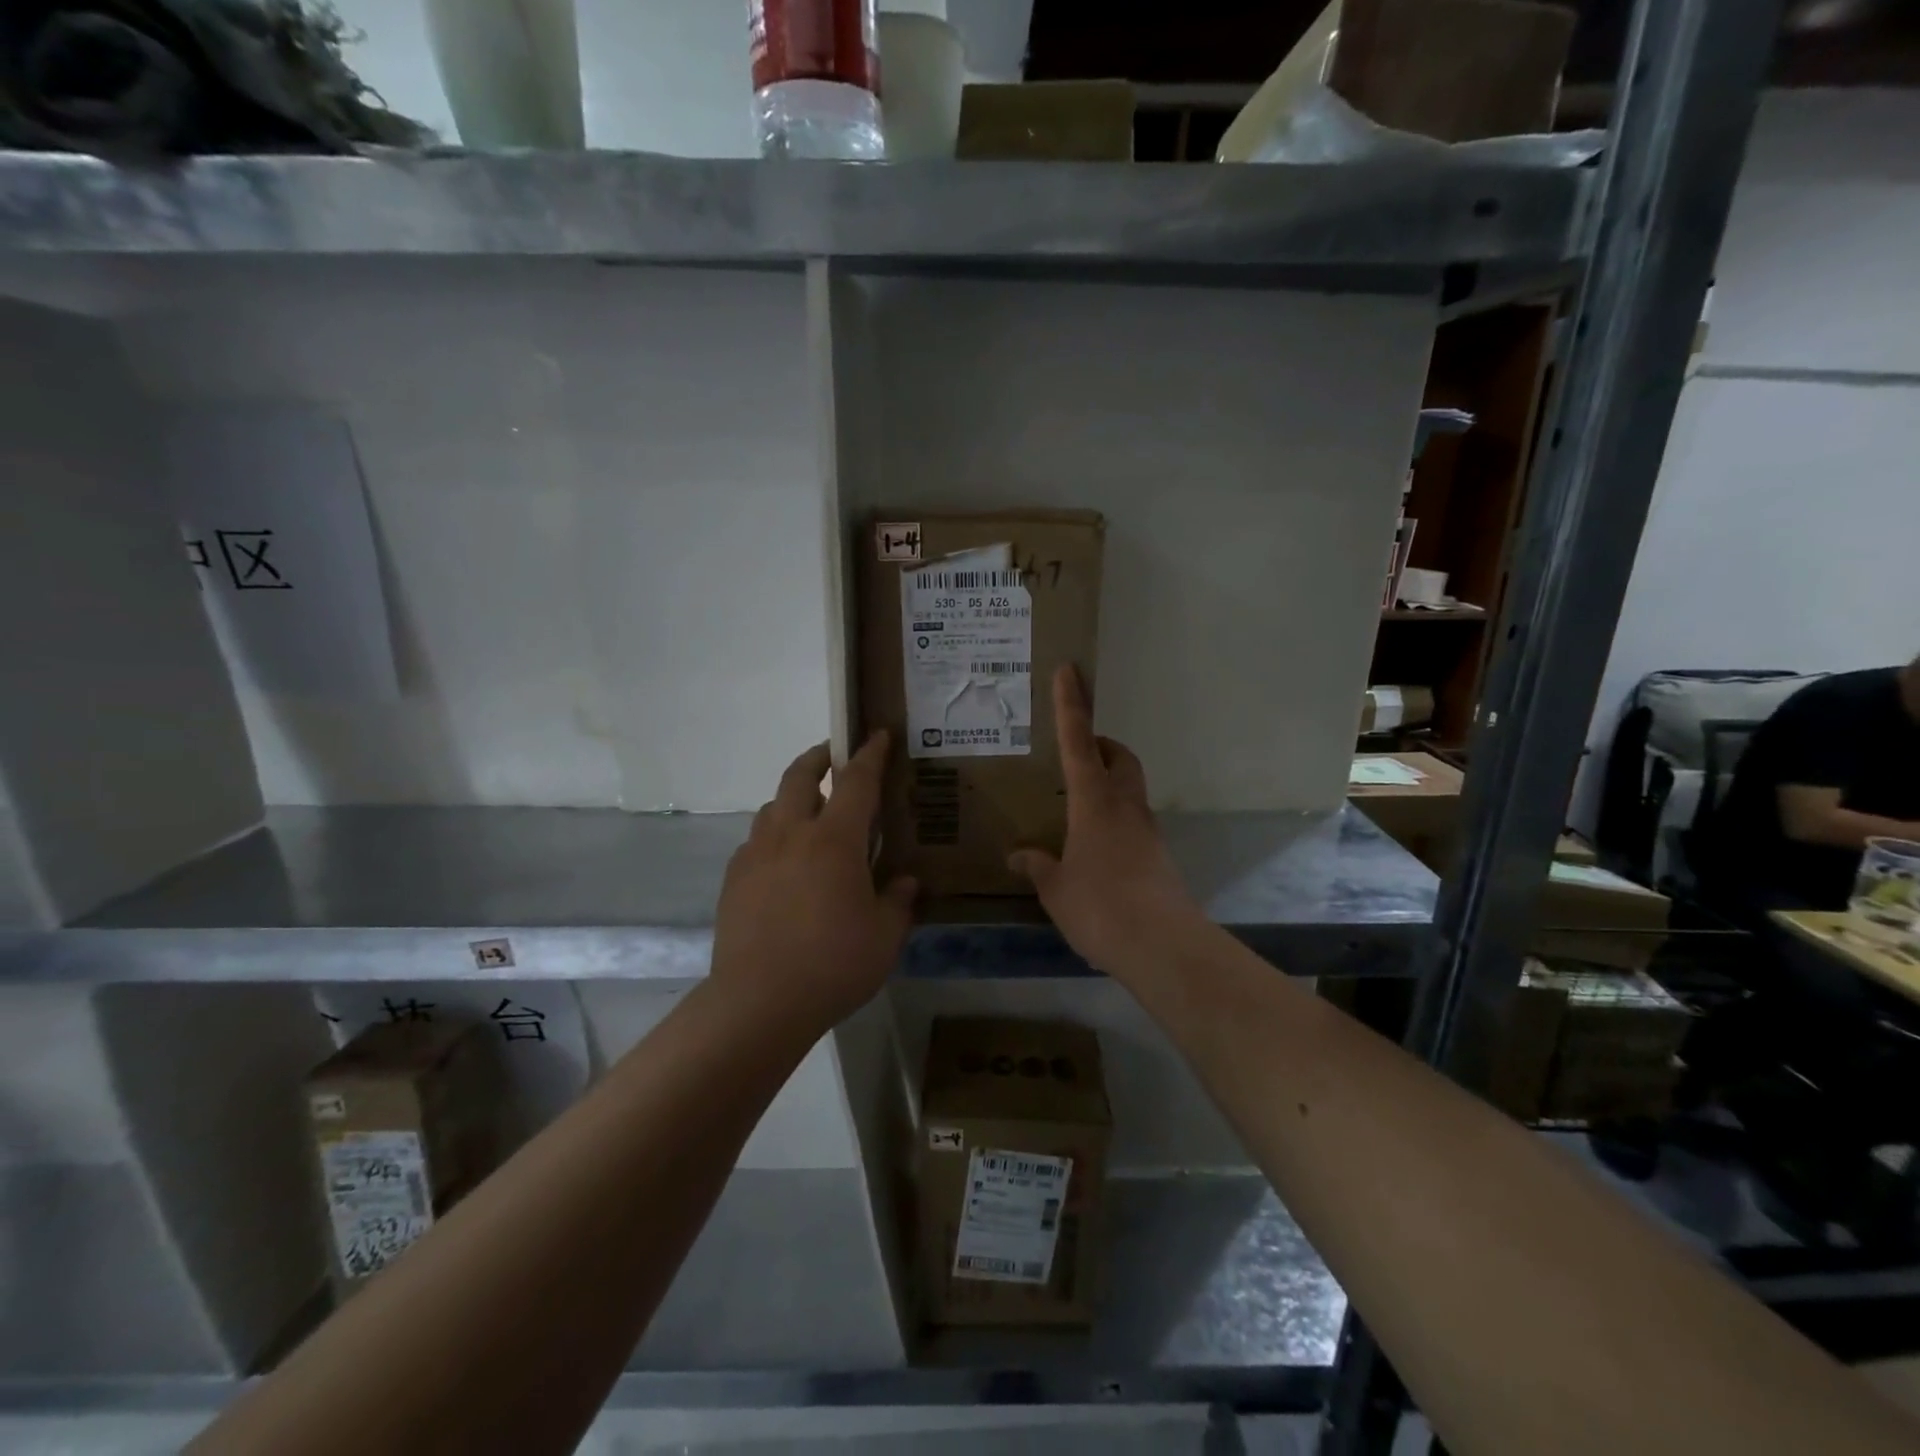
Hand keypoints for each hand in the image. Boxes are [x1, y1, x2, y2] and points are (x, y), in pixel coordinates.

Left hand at [711, 733, 916, 1029]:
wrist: (759, 1002)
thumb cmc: (833, 964)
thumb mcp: (885, 936)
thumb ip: (898, 901)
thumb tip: (906, 882)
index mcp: (834, 840)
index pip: (856, 781)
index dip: (870, 754)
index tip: (877, 735)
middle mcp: (791, 834)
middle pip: (799, 777)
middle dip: (818, 757)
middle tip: (834, 755)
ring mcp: (756, 855)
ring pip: (772, 807)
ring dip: (792, 798)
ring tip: (809, 814)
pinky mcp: (733, 880)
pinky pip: (755, 842)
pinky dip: (773, 837)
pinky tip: (783, 863)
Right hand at [1008, 666, 1202, 979]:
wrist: (1163, 947)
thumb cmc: (1101, 908)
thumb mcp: (1056, 889)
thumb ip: (1037, 866)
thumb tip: (1017, 856)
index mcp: (1094, 803)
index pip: (1079, 742)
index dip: (1071, 705)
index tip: (1070, 671)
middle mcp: (1125, 807)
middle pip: (1120, 757)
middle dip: (1101, 745)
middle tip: (1074, 755)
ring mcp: (1147, 831)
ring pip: (1130, 788)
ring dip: (1108, 782)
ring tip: (1075, 807)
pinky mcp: (1158, 856)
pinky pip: (1133, 821)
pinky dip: (1114, 818)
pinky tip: (1093, 849)